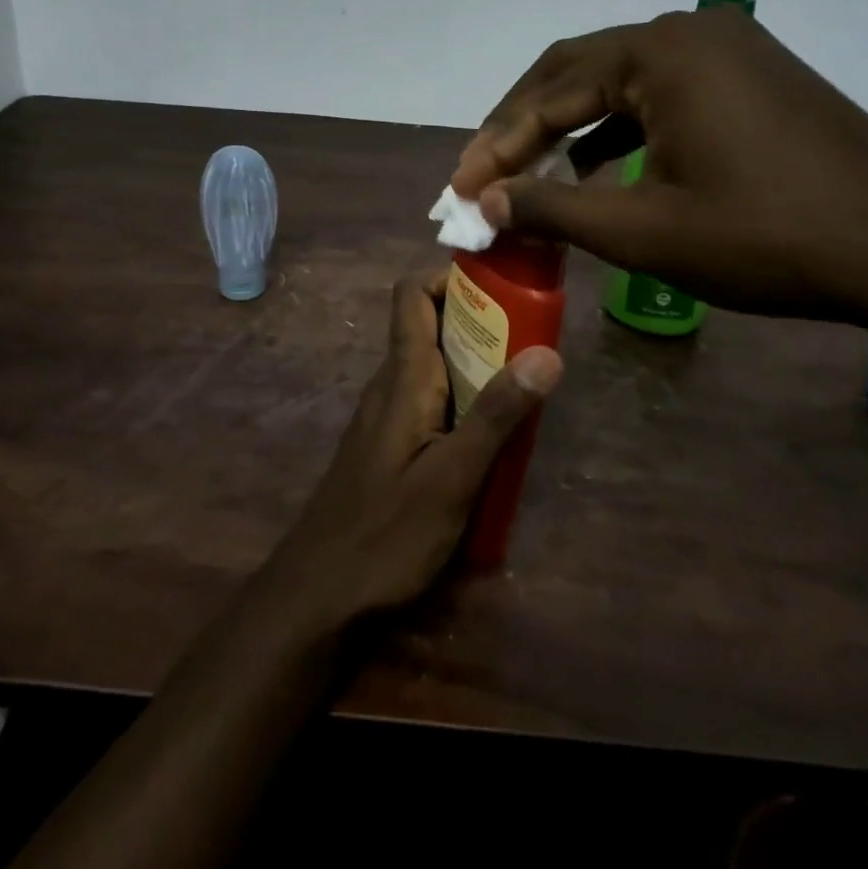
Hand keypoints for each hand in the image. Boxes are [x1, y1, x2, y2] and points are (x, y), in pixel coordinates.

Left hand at [262, 269, 562, 623]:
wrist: (319, 592)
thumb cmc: (386, 533)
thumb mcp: (453, 477)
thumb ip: (497, 415)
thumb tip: (548, 353)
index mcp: (403, 377)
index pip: (412, 295)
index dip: (449, 277)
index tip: (500, 284)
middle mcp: (390, 384)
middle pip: (429, 326)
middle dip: (480, 322)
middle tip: (533, 338)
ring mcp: (386, 416)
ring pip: (432, 366)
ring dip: (475, 363)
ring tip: (525, 382)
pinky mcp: (389, 445)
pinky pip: (429, 400)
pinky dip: (462, 399)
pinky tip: (492, 435)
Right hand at [449, 7, 867, 322]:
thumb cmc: (768, 238)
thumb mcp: (644, 230)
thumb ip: (551, 207)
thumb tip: (484, 201)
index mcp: (660, 53)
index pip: (549, 92)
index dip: (496, 144)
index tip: (460, 189)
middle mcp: (689, 32)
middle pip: (576, 71)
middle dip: (523, 125)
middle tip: (482, 174)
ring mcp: (727, 51)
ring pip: (618, 82)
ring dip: (568, 126)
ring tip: (529, 174)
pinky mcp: (751, 78)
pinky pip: (660, 94)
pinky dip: (617, 129)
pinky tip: (600, 169)